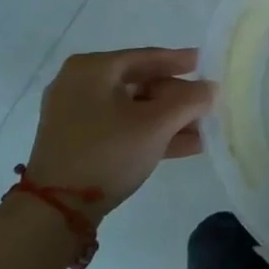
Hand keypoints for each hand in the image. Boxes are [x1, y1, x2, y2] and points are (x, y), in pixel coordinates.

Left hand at [24, 48, 215, 220]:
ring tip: (204, 129)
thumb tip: (212, 88)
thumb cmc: (108, 152)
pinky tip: (186, 145)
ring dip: (169, 119)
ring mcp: (75, 115)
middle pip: (141, 84)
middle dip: (178, 98)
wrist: (55, 211)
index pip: (147, 57)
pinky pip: (122, 128)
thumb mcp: (156, 124)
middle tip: (208, 104)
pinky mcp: (77, 142)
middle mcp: (80, 84)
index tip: (208, 63)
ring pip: (133, 109)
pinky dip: (150, 134)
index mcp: (93, 68)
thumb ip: (190, 101)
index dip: (182, 61)